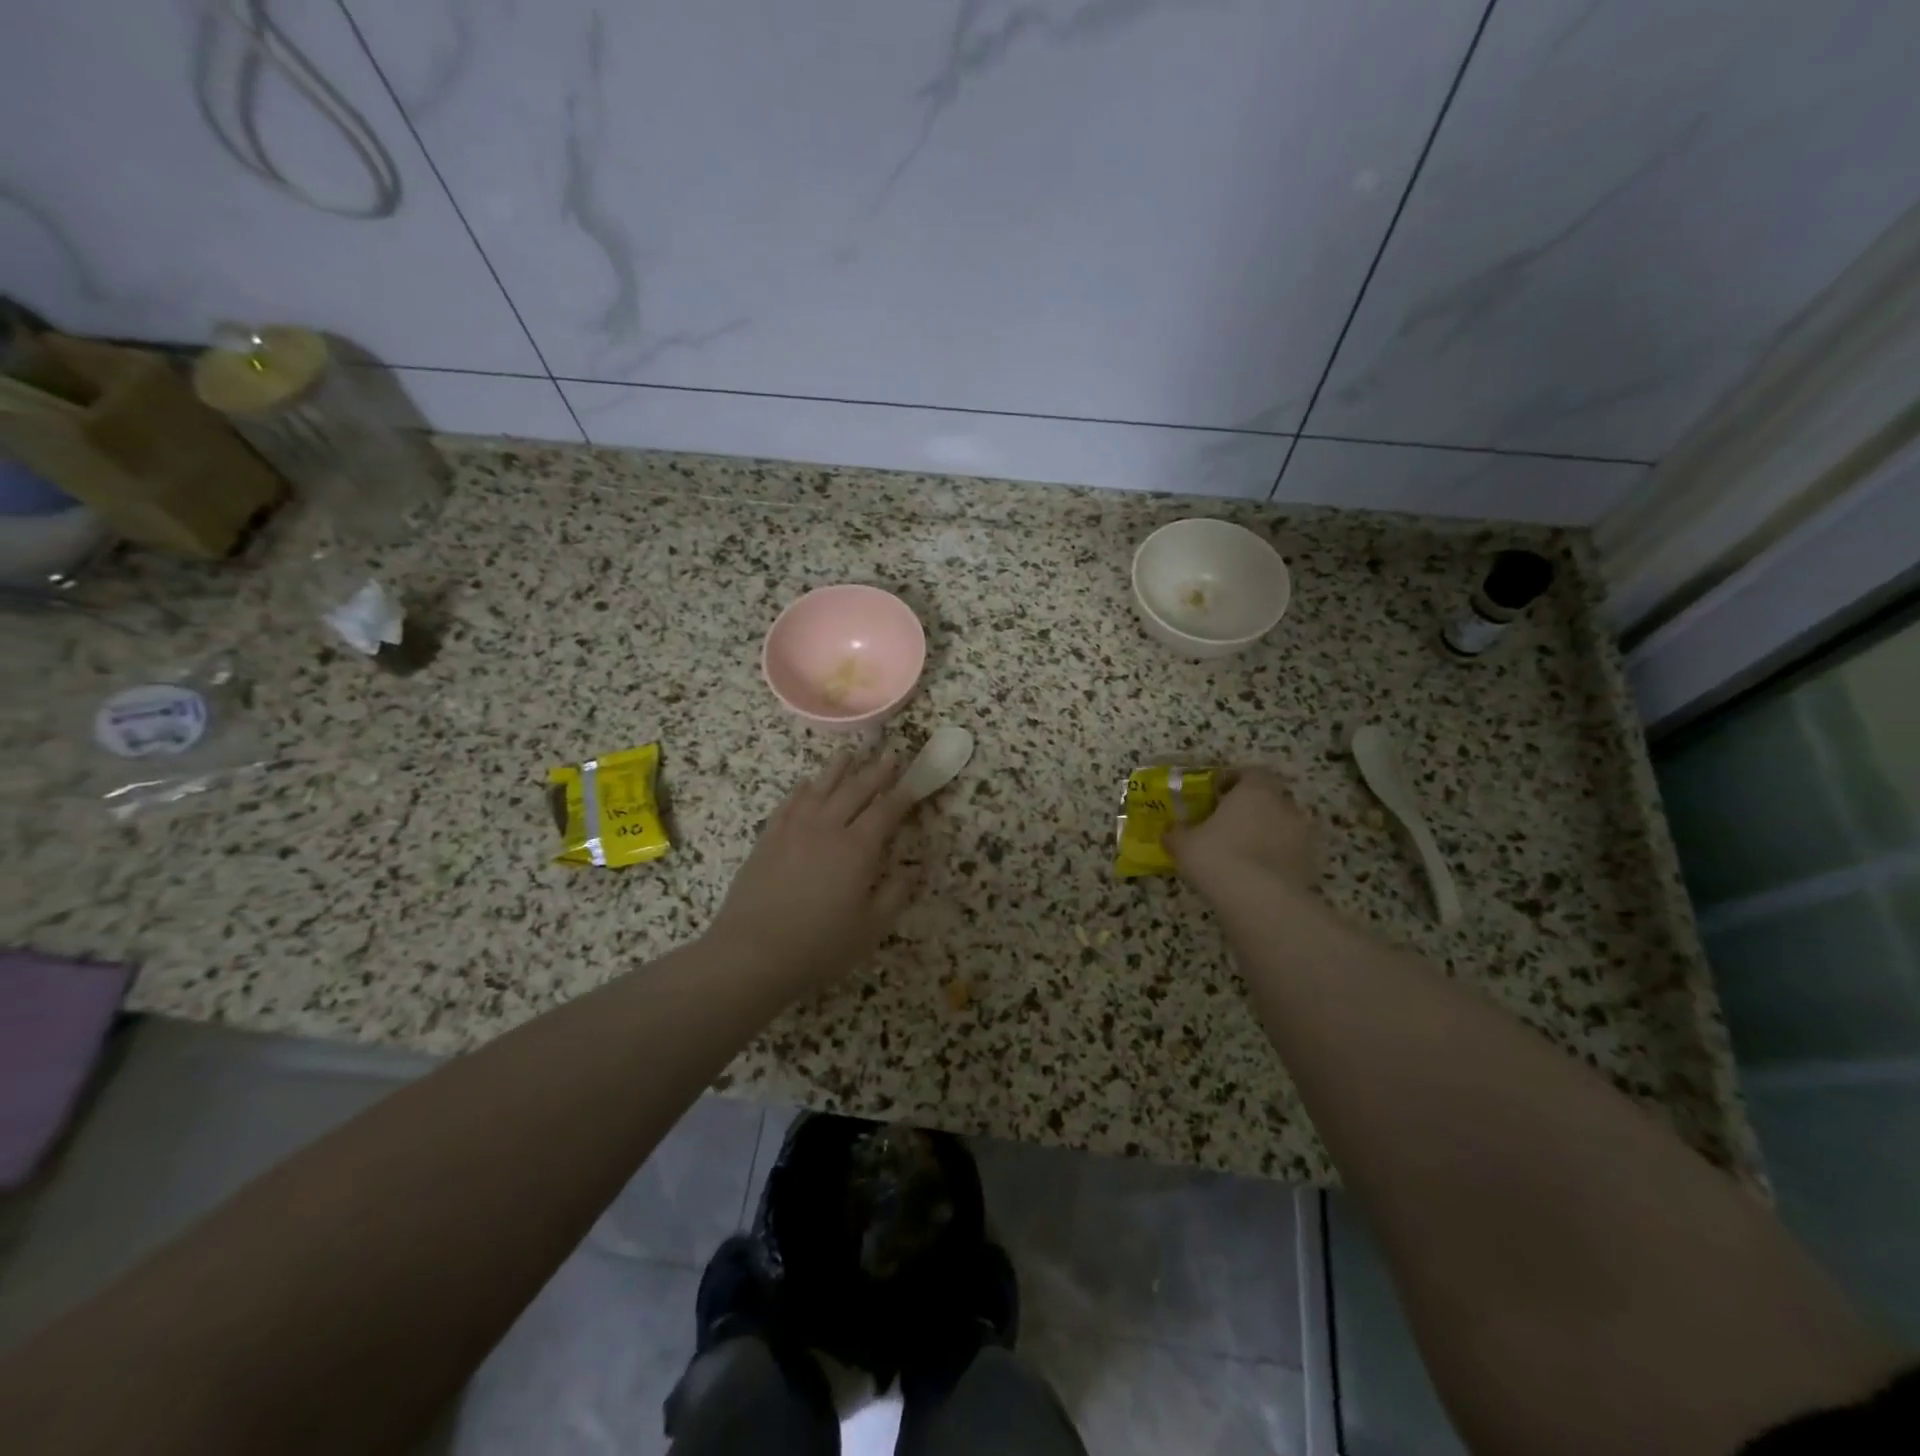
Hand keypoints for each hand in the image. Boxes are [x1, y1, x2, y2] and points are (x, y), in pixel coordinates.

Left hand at [708, 750, 920, 992]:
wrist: (752, 954)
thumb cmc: (820, 946)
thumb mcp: (871, 928)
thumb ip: (896, 893)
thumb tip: (915, 867)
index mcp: (858, 849)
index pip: (886, 812)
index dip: (903, 795)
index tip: (914, 781)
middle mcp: (827, 828)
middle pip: (855, 791)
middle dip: (876, 772)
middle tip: (890, 756)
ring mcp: (793, 830)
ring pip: (820, 789)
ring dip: (838, 769)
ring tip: (850, 754)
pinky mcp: (768, 839)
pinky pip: (789, 804)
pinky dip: (802, 789)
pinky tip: (807, 783)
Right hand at [1168, 768, 1318, 905]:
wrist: (1259, 900)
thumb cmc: (1217, 857)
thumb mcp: (1183, 844)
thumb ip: (1176, 833)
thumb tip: (1170, 831)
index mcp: (1255, 791)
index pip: (1252, 772)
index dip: (1236, 780)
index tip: (1219, 793)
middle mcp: (1284, 806)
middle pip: (1271, 798)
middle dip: (1254, 808)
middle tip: (1231, 824)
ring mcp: (1303, 836)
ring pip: (1284, 826)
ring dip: (1268, 834)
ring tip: (1245, 853)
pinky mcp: (1311, 864)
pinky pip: (1292, 854)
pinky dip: (1278, 859)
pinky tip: (1258, 875)